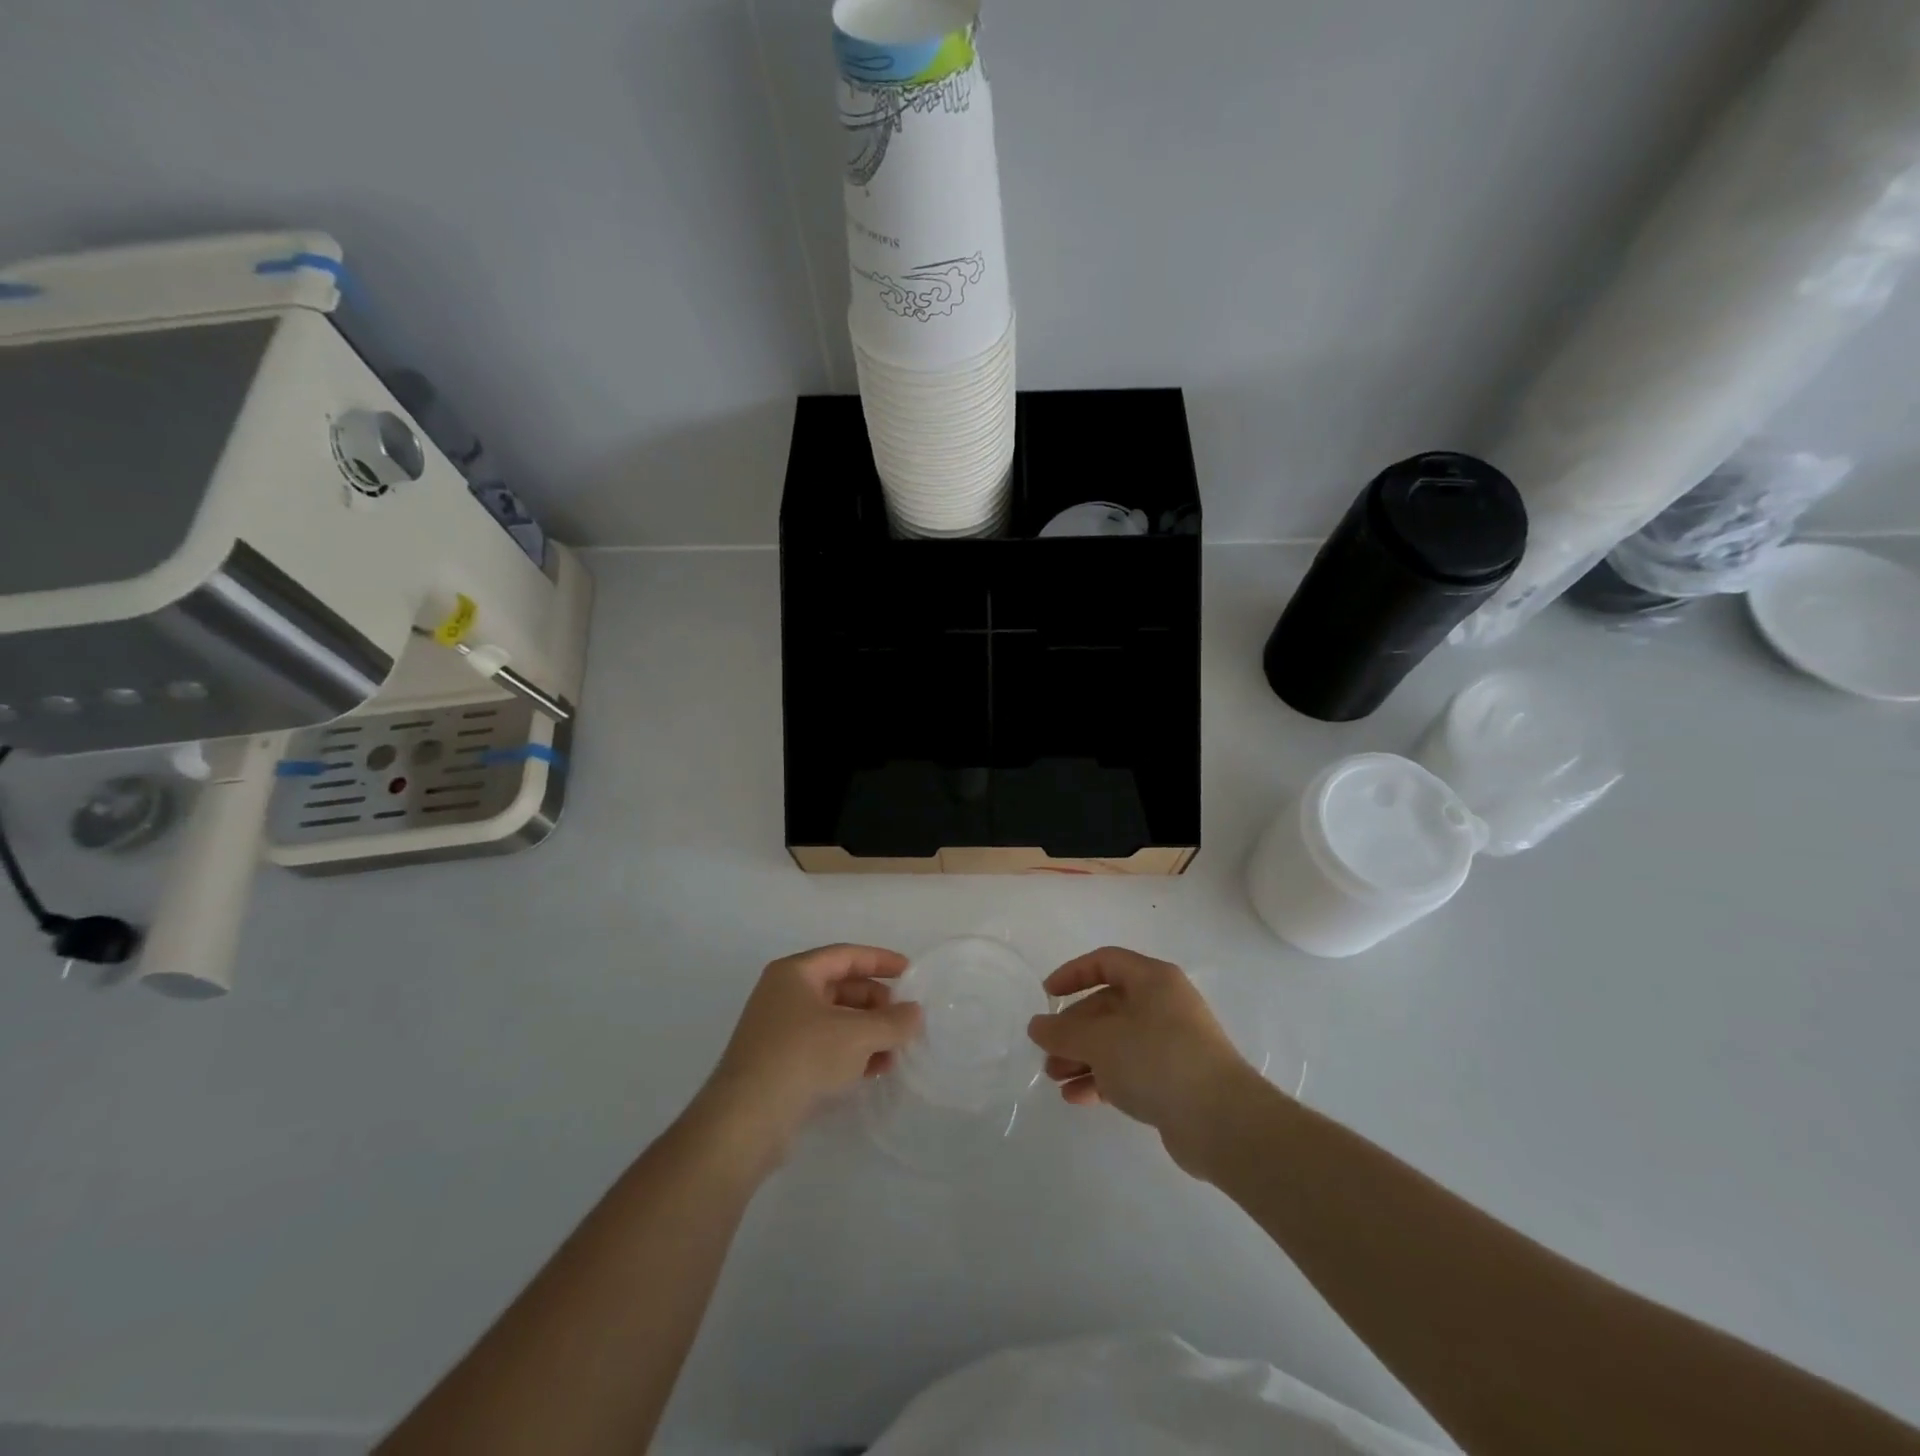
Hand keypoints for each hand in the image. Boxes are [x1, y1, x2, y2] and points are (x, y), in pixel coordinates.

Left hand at [695, 944, 922, 1161]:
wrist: (746, 1121)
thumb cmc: (802, 1057)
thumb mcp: (857, 1035)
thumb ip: (892, 1021)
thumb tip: (915, 1013)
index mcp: (795, 974)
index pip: (845, 956)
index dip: (880, 961)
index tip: (910, 972)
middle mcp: (784, 995)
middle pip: (841, 988)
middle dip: (876, 1003)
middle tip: (905, 1019)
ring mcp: (780, 1031)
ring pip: (835, 1021)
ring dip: (868, 1032)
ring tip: (897, 1049)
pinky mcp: (781, 1064)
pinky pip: (824, 1047)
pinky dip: (851, 1053)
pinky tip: (875, 1069)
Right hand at [1027, 947, 1257, 1174]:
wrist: (1222, 1121)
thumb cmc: (1157, 1060)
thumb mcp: (1100, 1041)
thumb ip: (1063, 1032)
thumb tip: (1036, 1026)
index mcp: (1153, 980)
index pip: (1106, 962)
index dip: (1073, 974)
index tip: (1047, 995)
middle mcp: (1164, 1005)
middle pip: (1108, 1006)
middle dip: (1074, 1029)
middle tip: (1047, 1052)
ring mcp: (1172, 1043)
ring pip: (1117, 1041)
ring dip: (1084, 1057)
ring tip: (1055, 1078)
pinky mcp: (1175, 1080)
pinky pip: (1130, 1070)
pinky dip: (1103, 1079)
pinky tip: (1077, 1097)